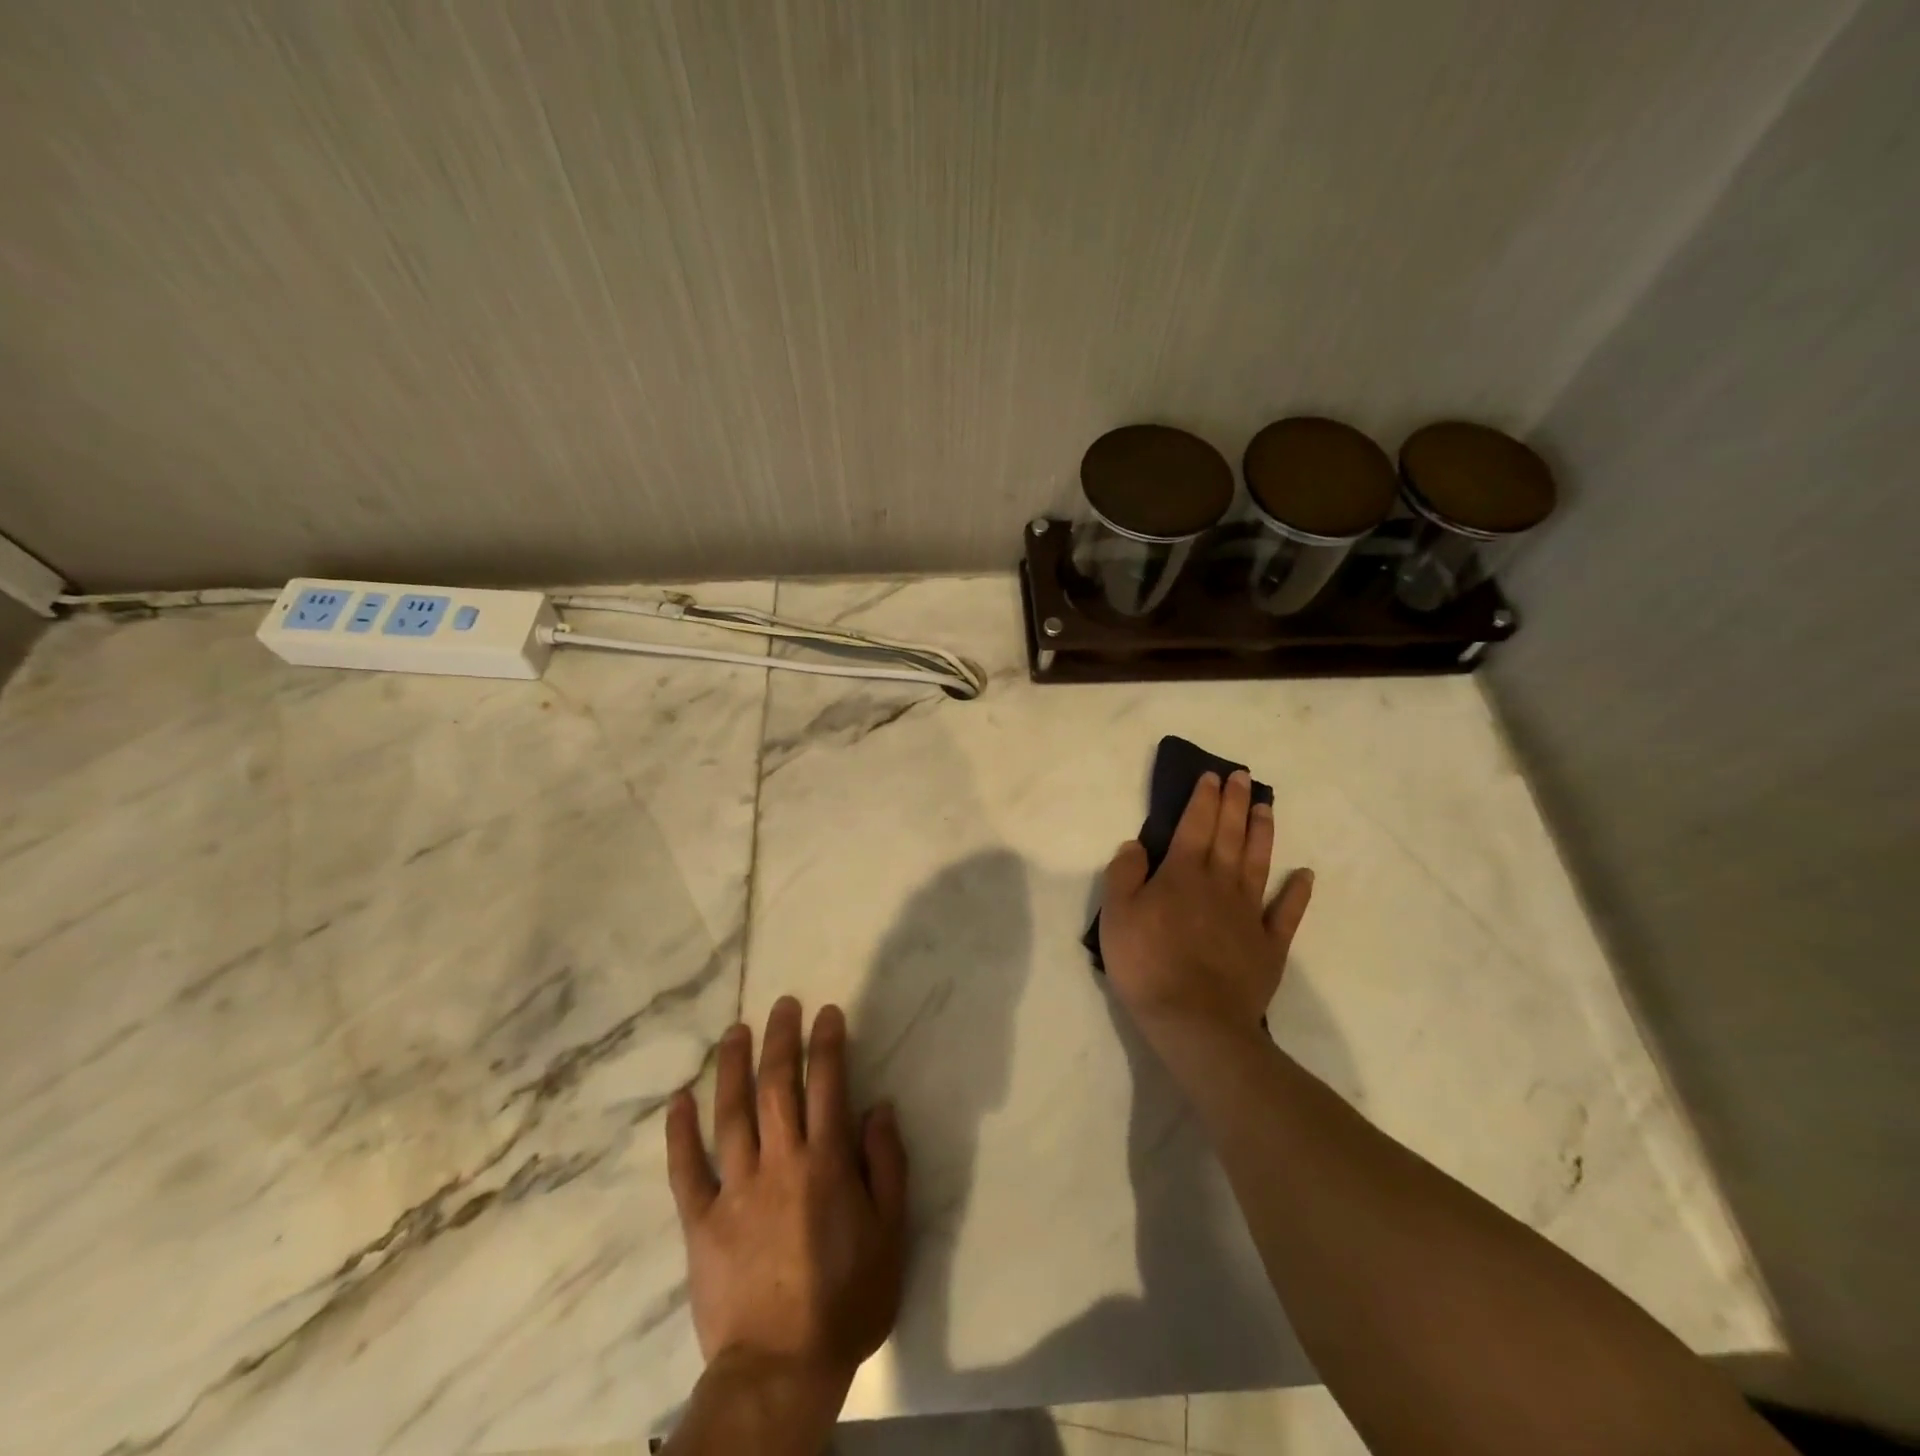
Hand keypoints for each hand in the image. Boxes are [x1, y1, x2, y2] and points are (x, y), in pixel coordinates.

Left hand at [666, 997, 908, 1405]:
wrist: (781, 1370)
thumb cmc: (846, 1300)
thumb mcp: (891, 1234)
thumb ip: (887, 1165)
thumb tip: (879, 1107)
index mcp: (825, 1162)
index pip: (827, 1084)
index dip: (827, 1043)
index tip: (826, 1013)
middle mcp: (779, 1161)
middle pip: (777, 1085)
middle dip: (781, 1039)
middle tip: (782, 1005)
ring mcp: (735, 1188)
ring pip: (730, 1113)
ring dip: (733, 1066)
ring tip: (736, 1030)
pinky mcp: (700, 1220)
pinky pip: (686, 1169)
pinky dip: (679, 1133)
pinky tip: (679, 1100)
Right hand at [1099, 770, 1313, 1042]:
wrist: (1194, 1020)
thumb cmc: (1147, 964)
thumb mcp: (1116, 915)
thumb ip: (1124, 874)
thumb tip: (1136, 845)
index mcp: (1182, 874)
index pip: (1194, 825)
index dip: (1203, 799)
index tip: (1212, 777)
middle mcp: (1219, 884)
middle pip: (1229, 835)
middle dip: (1235, 803)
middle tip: (1243, 777)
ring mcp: (1249, 914)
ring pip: (1258, 863)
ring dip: (1262, 833)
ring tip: (1267, 807)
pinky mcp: (1270, 945)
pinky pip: (1287, 912)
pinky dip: (1297, 892)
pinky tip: (1305, 874)